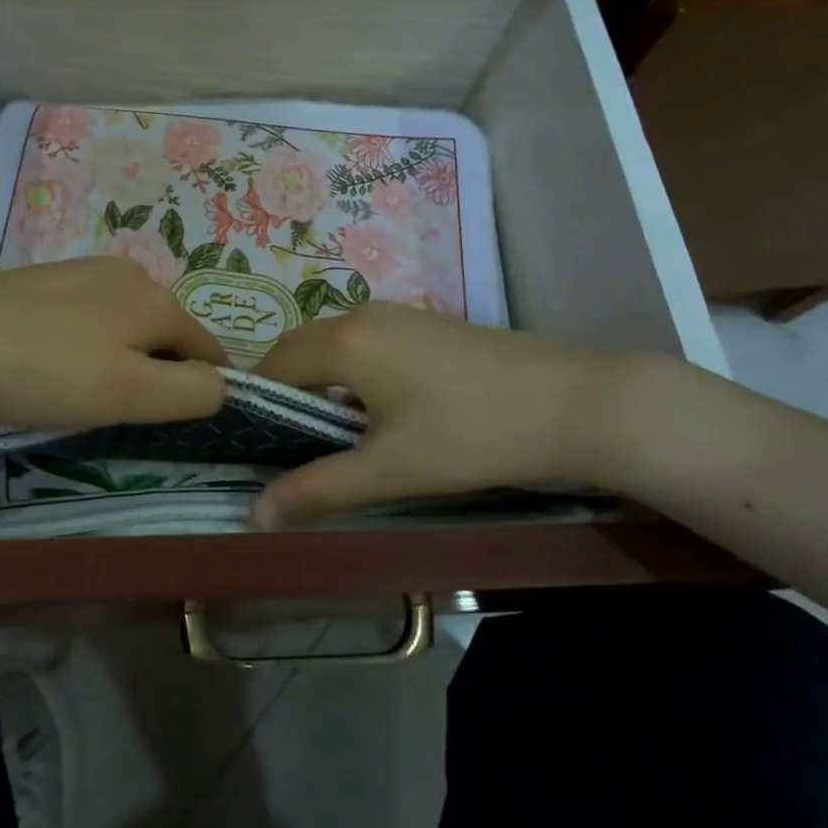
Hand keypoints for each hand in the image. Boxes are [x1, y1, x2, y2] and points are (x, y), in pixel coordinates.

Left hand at [0, 258, 228, 441]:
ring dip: (116, 357)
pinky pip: (81, 315)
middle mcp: (127, 273)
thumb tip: (223, 385)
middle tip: (117, 411)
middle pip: (164, 333)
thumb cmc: (48, 374)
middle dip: (155, 371)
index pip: (208, 349)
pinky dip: (79, 342)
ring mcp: (79, 269)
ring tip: (76, 391)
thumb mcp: (131, 395)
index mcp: (157, 298)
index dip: (202, 389)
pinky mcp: (38, 278)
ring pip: (122, 323)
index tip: (171, 422)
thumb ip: (192, 392)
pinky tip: (45, 363)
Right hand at [250, 303, 627, 527]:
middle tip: (290, 442)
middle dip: (286, 388)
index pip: (273, 365)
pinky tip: (384, 409)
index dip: (257, 401)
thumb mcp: (389, 470)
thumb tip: (253, 514)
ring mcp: (399, 313)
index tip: (256, 442)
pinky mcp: (428, 321)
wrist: (574, 402)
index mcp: (343, 342)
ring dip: (321, 379)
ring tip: (335, 431)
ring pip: (335, 342)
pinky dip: (354, 369)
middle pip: (300, 346)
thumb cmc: (470, 435)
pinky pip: (367, 340)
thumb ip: (317, 488)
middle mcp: (362, 315)